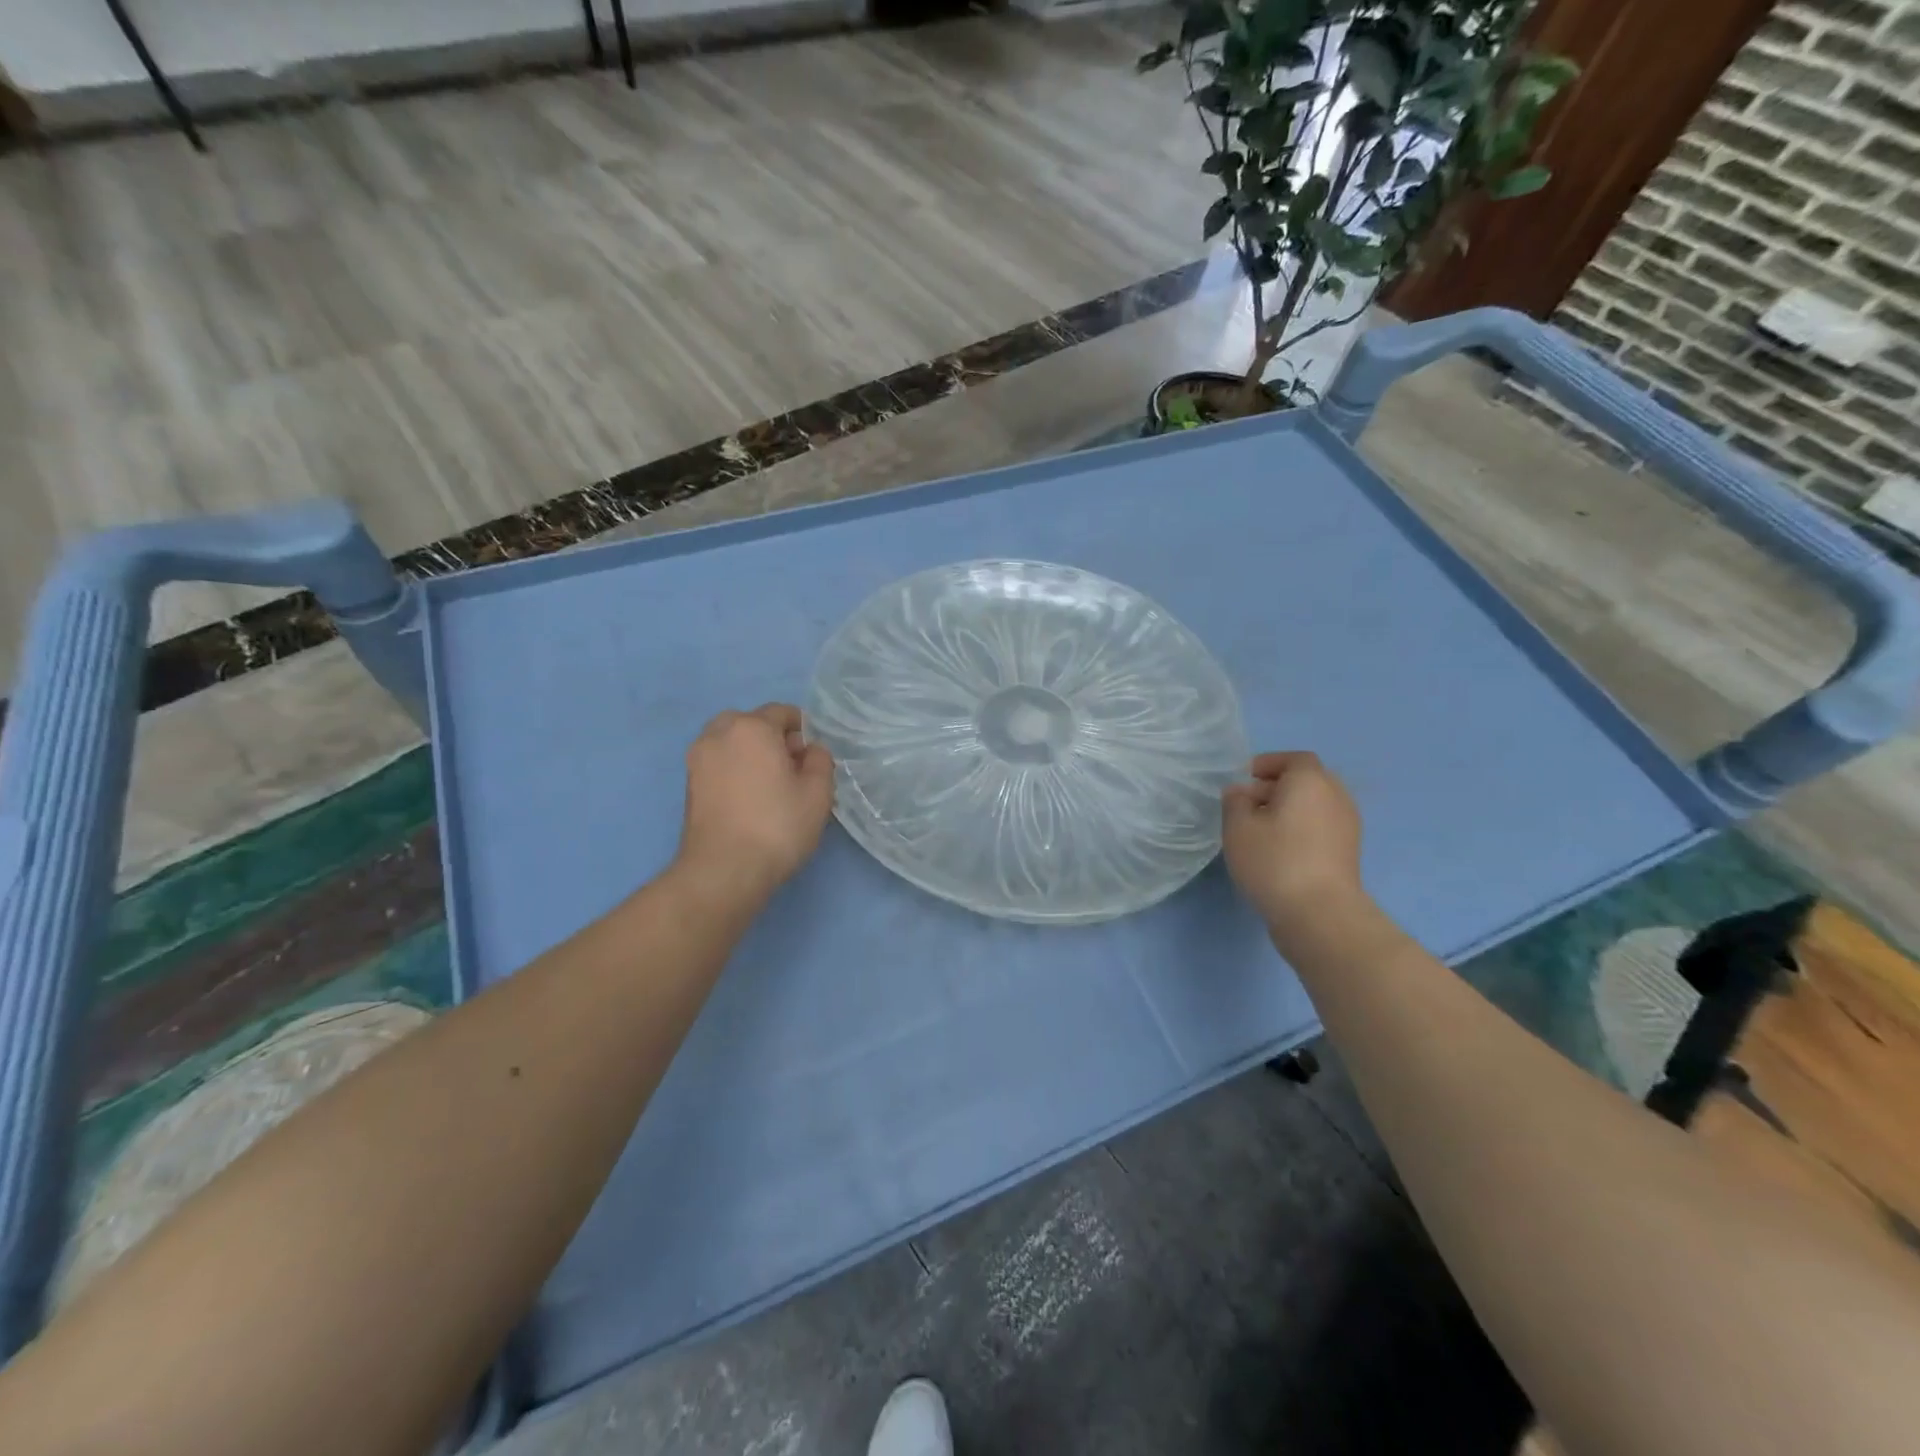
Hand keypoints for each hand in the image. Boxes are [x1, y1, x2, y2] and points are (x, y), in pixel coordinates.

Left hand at [675, 704, 834, 899]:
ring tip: (768, 786)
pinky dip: (734, 770)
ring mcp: (698, 758)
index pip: (782, 712)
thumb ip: (820, 760)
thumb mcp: (818, 792)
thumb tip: (809, 750)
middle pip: (752, 723)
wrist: (723, 870)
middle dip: (773, 739)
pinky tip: (748, 799)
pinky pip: (718, 762)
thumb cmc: (777, 826)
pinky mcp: (688, 784)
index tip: (812, 760)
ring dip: (750, 753)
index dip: (803, 732)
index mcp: (752, 727)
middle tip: (790, 771)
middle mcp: (718, 733)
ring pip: (731, 742)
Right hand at [1222, 751, 1365, 930]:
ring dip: (1289, 810)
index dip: (1268, 764)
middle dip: (1276, 787)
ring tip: (1259, 831)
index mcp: (1311, 781)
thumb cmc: (1274, 861)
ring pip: (1314, 806)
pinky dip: (1301, 829)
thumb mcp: (1237, 827)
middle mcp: (1336, 796)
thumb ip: (1235, 802)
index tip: (1244, 779)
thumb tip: (1241, 793)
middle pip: (1306, 781)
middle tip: (1247, 805)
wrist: (1320, 914)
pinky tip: (1278, 851)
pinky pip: (1321, 827)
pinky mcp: (1348, 852)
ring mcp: (1347, 826)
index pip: (1293, 759)